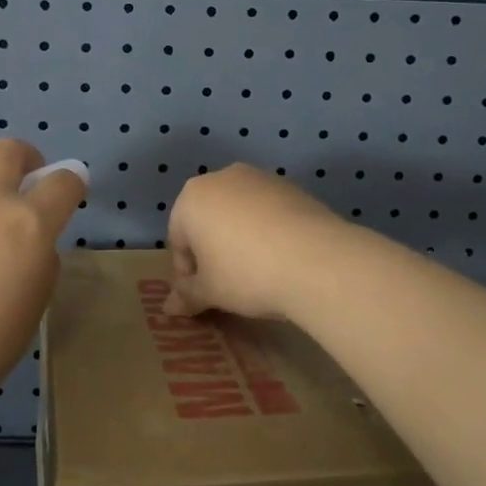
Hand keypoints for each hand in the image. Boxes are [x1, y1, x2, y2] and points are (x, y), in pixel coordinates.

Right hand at [164, 164, 356, 322]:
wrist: (316, 258)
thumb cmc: (246, 273)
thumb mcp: (210, 291)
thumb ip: (186, 295)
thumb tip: (169, 308)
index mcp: (191, 198)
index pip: (178, 239)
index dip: (188, 272)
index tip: (204, 296)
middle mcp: (221, 177)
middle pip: (207, 219)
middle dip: (212, 250)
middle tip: (227, 284)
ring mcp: (259, 177)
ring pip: (238, 212)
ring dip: (240, 238)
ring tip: (258, 271)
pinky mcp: (291, 185)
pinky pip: (268, 210)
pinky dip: (268, 230)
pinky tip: (282, 257)